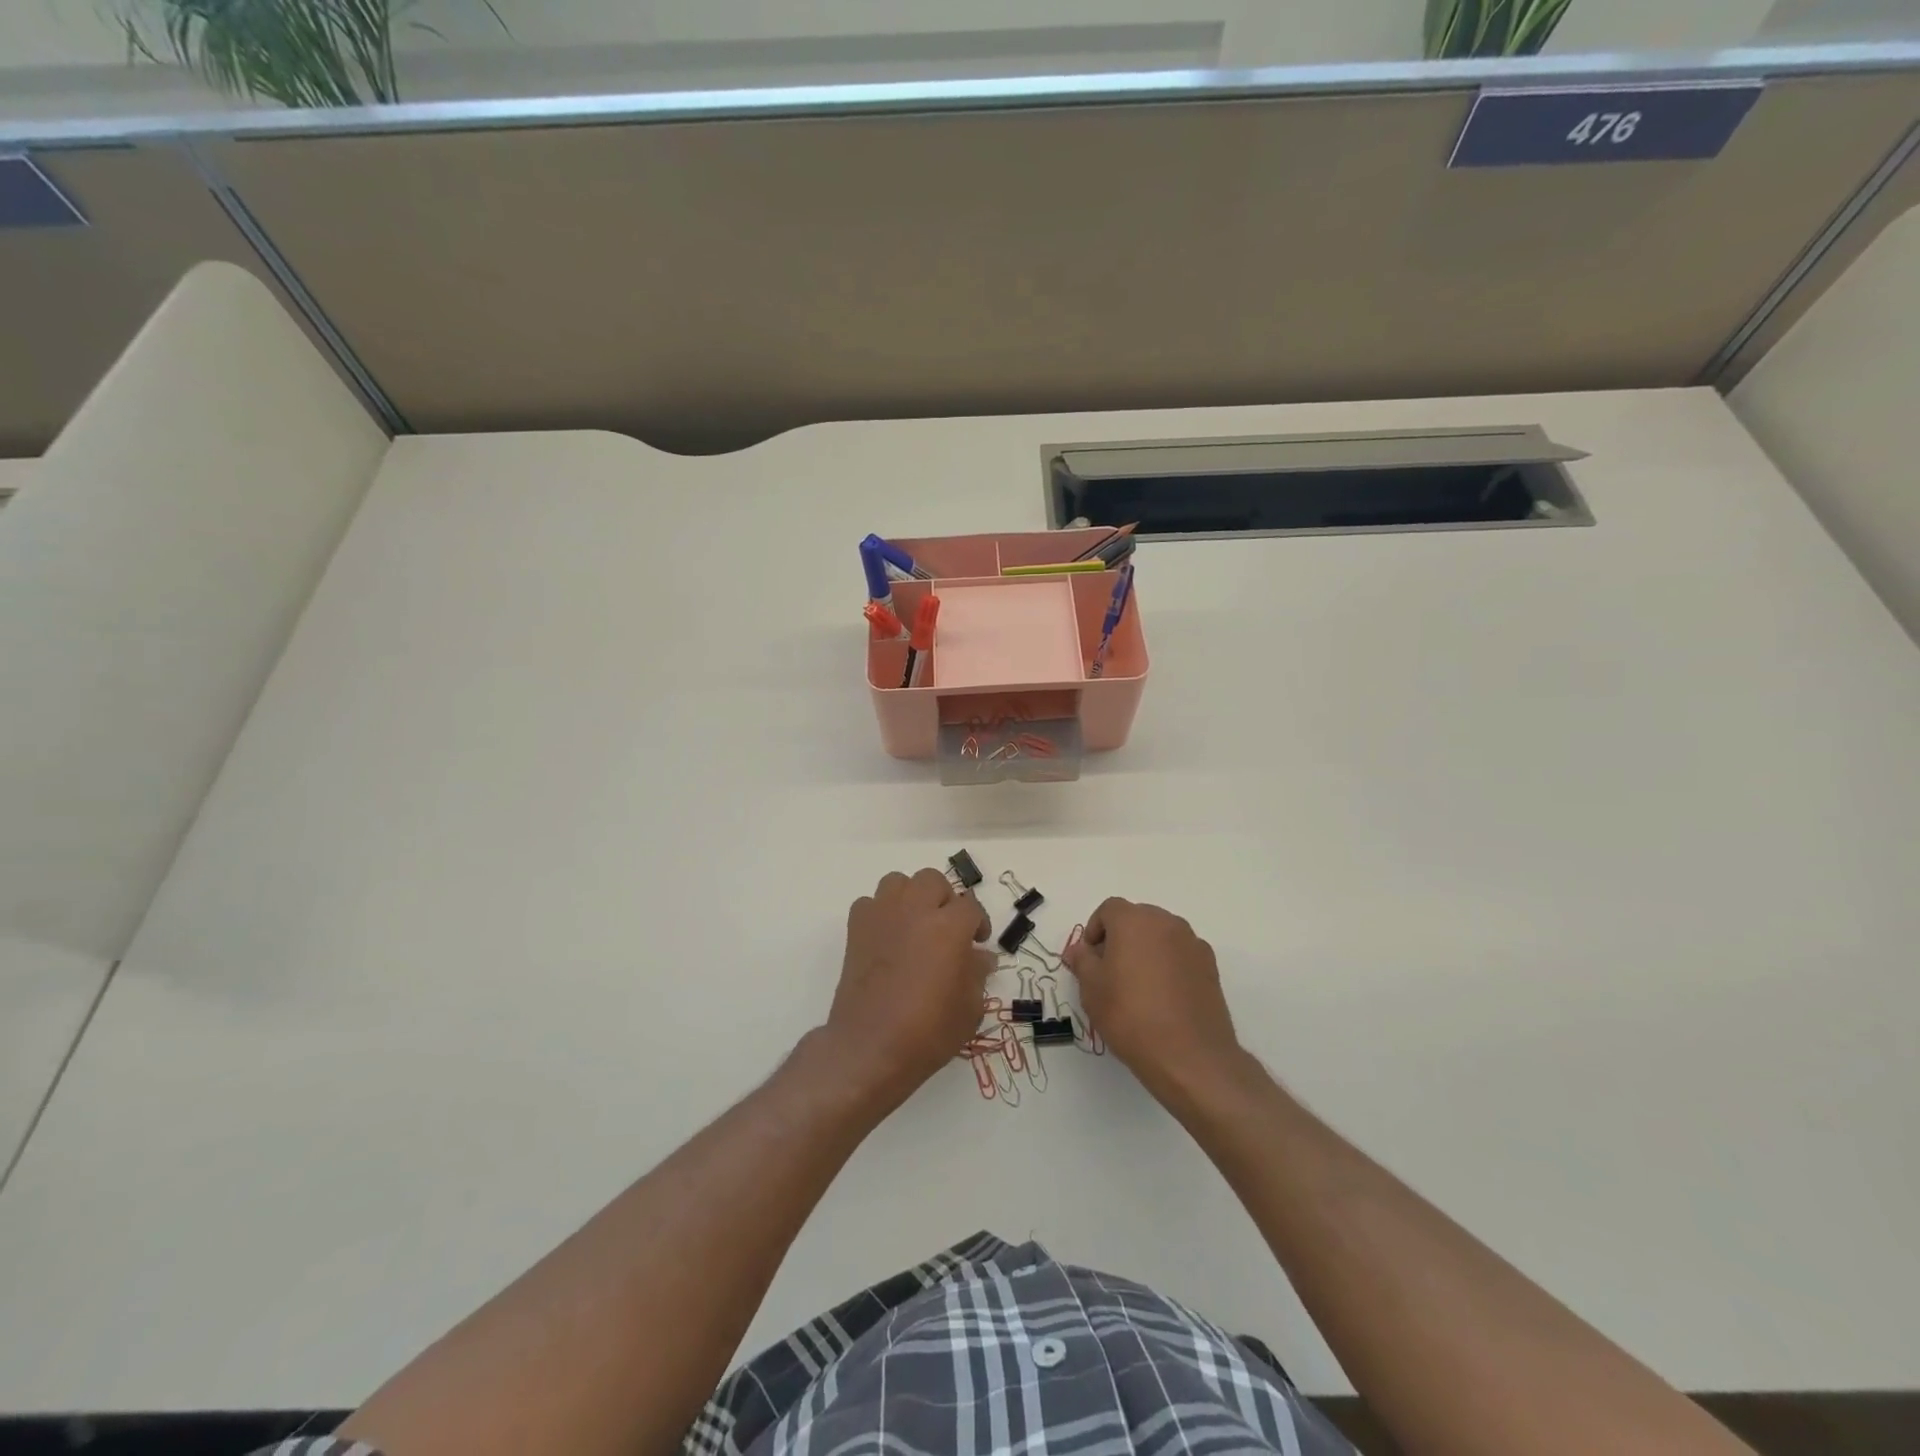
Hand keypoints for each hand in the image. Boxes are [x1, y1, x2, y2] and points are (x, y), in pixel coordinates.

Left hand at [824, 868, 993, 1106]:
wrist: (870, 1047)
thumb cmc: (927, 1032)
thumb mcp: (969, 1009)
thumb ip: (977, 974)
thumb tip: (980, 957)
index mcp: (949, 927)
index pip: (971, 906)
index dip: (978, 922)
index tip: (977, 943)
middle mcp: (915, 910)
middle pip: (933, 881)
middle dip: (945, 900)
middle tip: (948, 929)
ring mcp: (882, 916)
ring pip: (898, 882)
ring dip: (911, 897)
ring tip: (916, 925)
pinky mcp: (856, 929)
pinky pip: (870, 903)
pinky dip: (881, 912)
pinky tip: (887, 937)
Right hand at [1064, 898, 1242, 1103]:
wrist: (1189, 1056)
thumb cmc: (1130, 1015)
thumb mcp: (1092, 989)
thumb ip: (1082, 961)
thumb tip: (1079, 950)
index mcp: (1134, 921)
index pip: (1109, 909)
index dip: (1094, 930)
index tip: (1090, 960)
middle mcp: (1166, 922)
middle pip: (1136, 918)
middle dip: (1120, 938)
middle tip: (1110, 972)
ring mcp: (1192, 943)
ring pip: (1160, 936)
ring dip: (1145, 950)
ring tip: (1137, 987)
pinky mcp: (1210, 967)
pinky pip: (1180, 954)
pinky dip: (1168, 965)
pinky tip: (1163, 997)